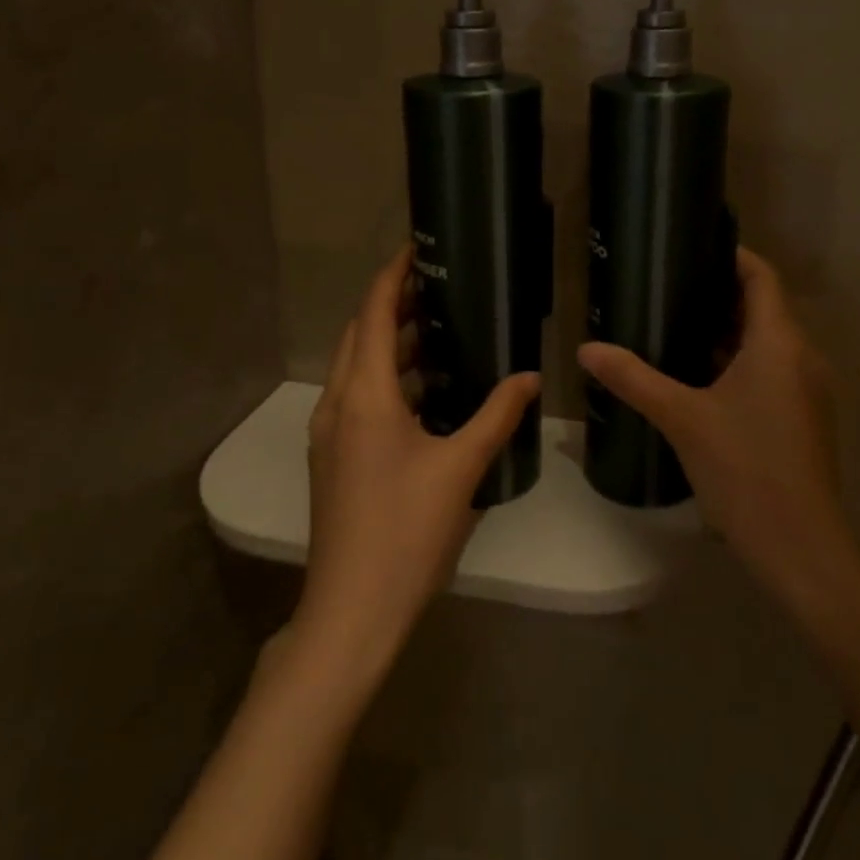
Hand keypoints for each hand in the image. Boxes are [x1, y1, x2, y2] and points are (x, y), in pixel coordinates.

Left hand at [294, 246, 540, 689]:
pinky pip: (357, 396)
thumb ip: (496, 415)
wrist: (351, 611)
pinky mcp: (333, 458)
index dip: (392, 275)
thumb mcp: (461, 468)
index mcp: (364, 395)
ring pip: (356, 367)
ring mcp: (329, 433)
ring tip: (437, 328)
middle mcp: (338, 404)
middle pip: (360, 334)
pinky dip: (386, 377)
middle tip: (437, 286)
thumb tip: (530, 376)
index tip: (417, 248)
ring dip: (390, 342)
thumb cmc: (406, 531)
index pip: (374, 314)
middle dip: (392, 304)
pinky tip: (424, 390)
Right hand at [577, 248, 851, 599]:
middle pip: (762, 307)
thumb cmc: (745, 469)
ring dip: (725, 333)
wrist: (801, 548)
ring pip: (765, 343)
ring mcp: (806, 390)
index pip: (761, 276)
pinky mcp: (802, 418)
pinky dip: (737, 363)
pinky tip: (697, 378)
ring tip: (674, 326)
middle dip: (718, 295)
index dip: (731, 255)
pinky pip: (770, 372)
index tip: (691, 246)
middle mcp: (801, 357)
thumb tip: (586, 349)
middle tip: (667, 287)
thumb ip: (633, 378)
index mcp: (779, 342)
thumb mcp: (682, 418)